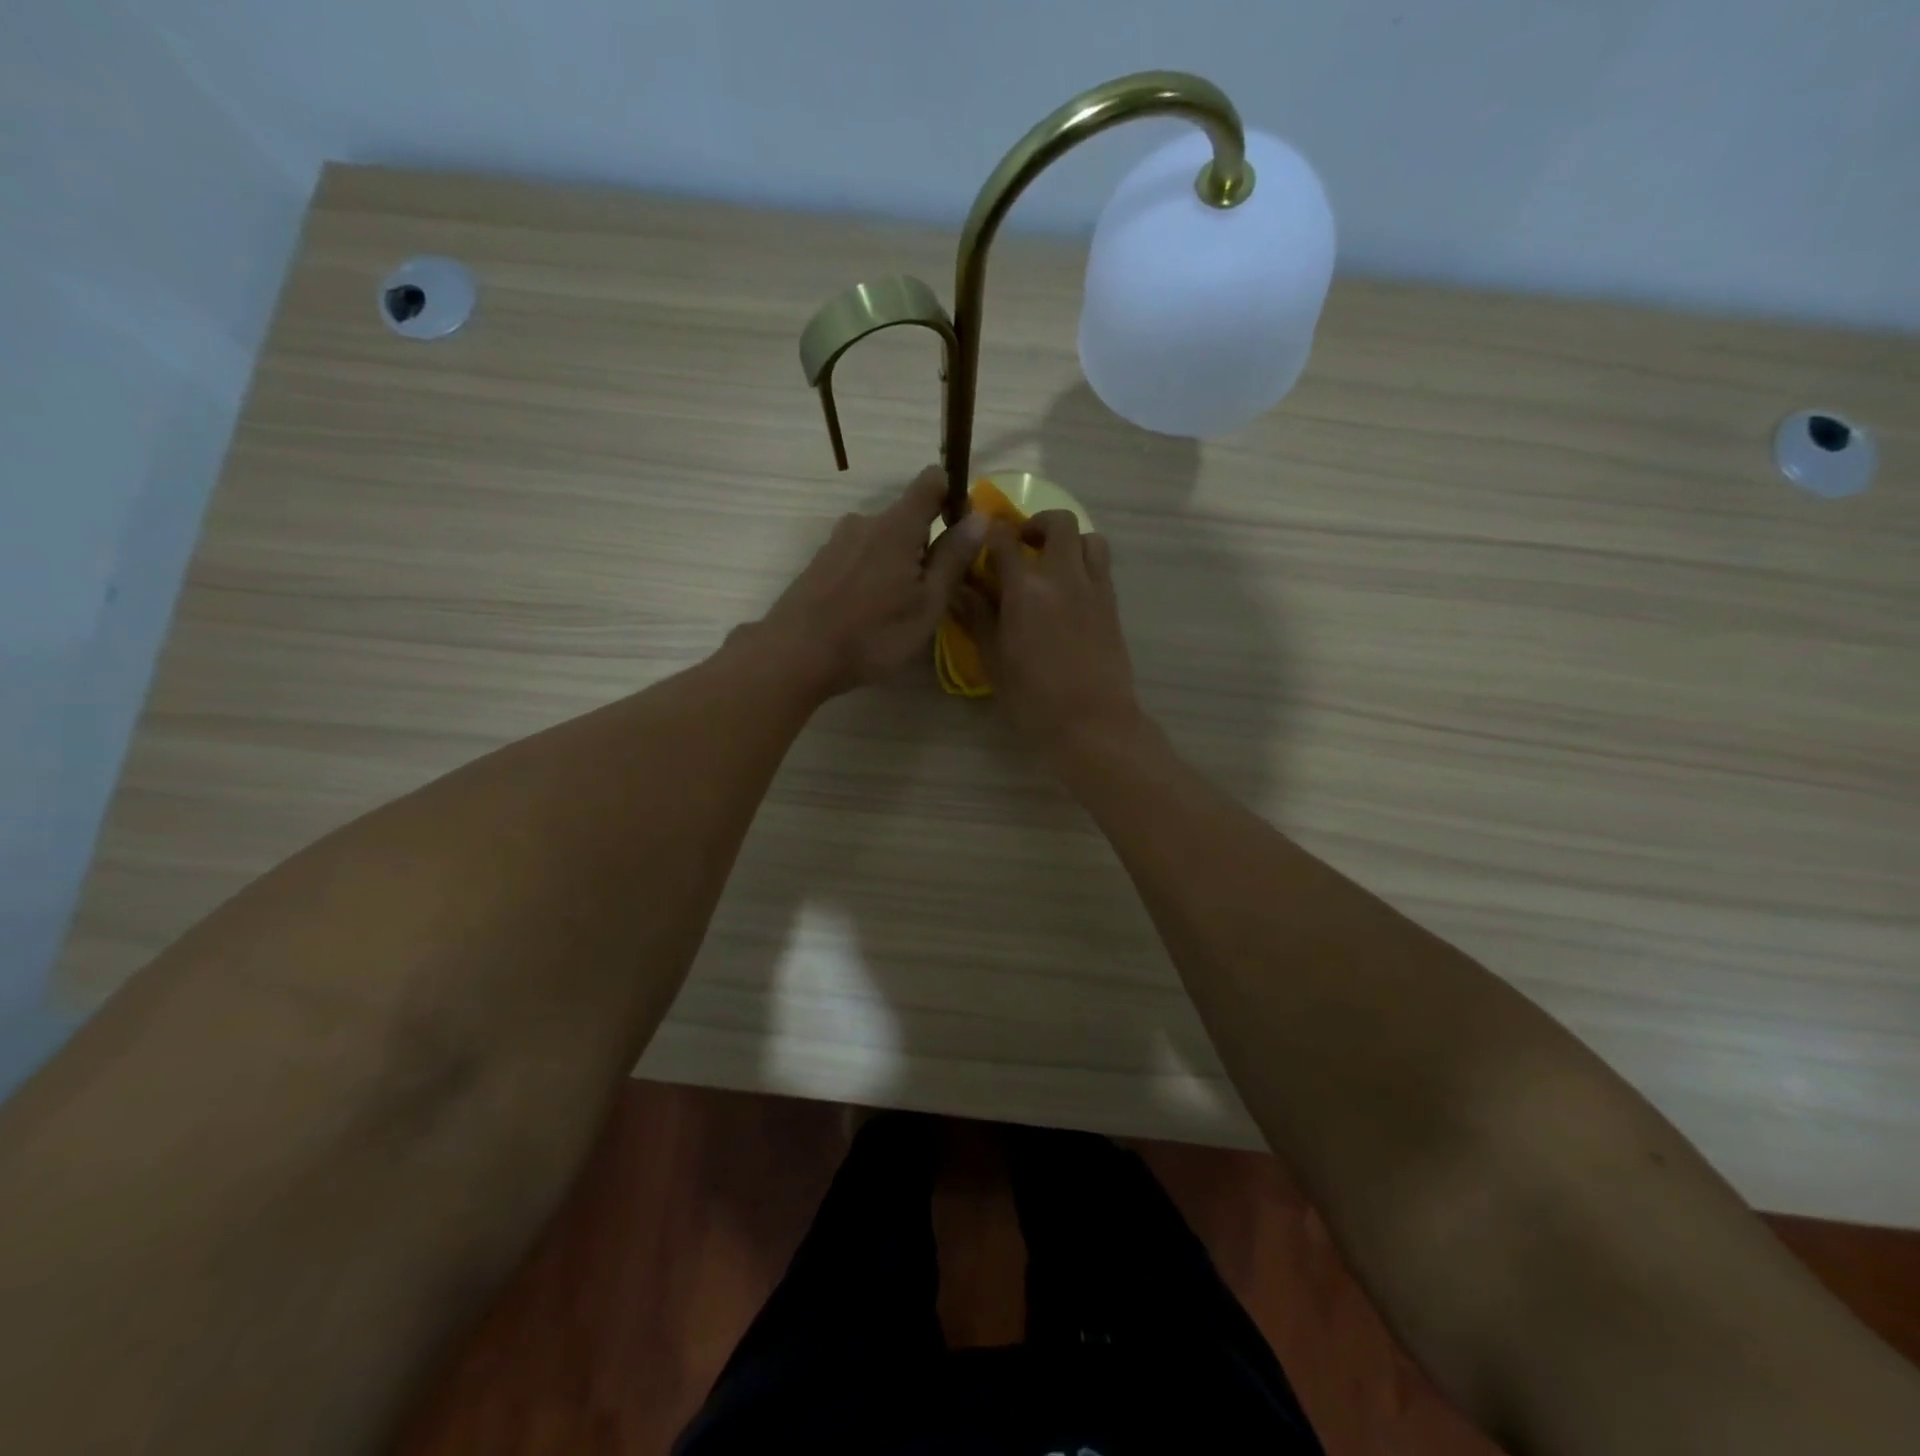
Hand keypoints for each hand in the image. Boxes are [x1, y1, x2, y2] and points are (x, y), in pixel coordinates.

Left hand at [757, 466, 985, 696]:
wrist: (796, 654)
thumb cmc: (873, 634)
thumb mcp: (927, 604)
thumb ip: (953, 558)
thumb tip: (980, 516)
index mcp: (897, 525)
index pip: (931, 481)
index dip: (953, 494)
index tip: (962, 529)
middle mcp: (866, 521)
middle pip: (907, 517)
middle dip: (926, 543)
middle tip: (933, 590)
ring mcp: (838, 540)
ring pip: (883, 539)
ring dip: (898, 561)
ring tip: (900, 606)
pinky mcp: (821, 561)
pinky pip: (860, 555)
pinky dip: (874, 572)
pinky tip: (870, 610)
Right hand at [953, 510, 1142, 756]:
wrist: (1092, 721)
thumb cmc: (1033, 697)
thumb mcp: (993, 658)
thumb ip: (977, 616)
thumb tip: (958, 588)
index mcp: (1026, 588)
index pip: (1004, 539)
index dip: (989, 532)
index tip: (980, 539)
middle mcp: (1063, 575)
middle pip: (1057, 522)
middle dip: (1036, 525)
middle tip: (1021, 546)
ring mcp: (1093, 587)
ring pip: (1089, 538)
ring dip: (1069, 541)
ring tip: (1052, 565)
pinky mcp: (1112, 604)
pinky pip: (1101, 565)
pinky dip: (1085, 563)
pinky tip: (1070, 592)